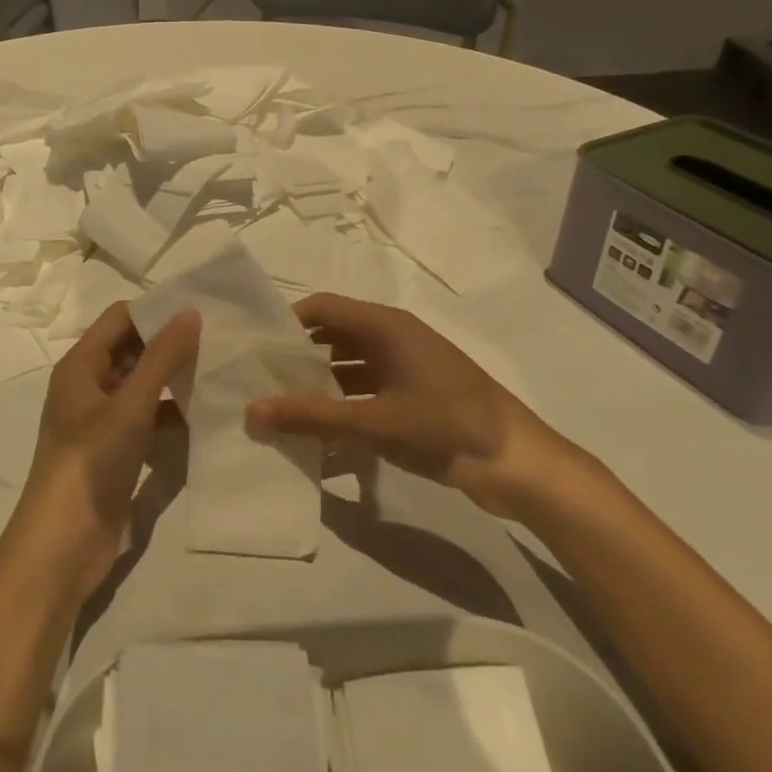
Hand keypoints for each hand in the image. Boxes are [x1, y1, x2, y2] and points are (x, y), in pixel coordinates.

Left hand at [9, 302, 200, 602]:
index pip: (120, 318)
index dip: (156, 312)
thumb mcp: (130, 405)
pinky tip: (204, 418)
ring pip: (141, 387)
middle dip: (170, 346)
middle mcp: (88, 387)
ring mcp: (101, 422)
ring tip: (220, 374)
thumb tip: (190, 312)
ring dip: (173, 382)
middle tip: (220, 341)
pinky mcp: (115, 452)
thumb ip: (162, 358)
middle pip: (131, 351)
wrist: (63, 543)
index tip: (201, 311)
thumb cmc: (91, 462)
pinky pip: (146, 420)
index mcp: (80, 366)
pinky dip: (170, 416)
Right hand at [246, 292, 598, 519]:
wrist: (520, 465)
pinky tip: (318, 430)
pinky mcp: (414, 395)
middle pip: (332, 334)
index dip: (286, 321)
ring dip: (317, 382)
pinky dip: (341, 403)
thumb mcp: (375, 421)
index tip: (254, 348)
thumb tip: (251, 410)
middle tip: (258, 380)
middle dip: (296, 355)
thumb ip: (312, 416)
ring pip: (348, 364)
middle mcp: (393, 338)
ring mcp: (406, 367)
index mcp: (386, 327)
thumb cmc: (447, 426)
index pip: (323, 307)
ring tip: (279, 406)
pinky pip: (365, 389)